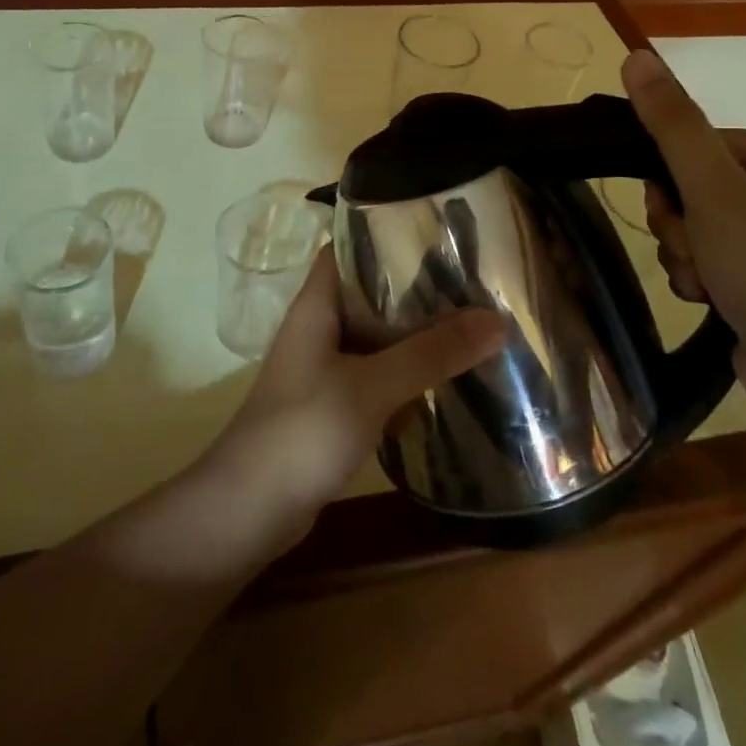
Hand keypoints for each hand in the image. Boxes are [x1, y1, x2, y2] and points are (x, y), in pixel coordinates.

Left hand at [200, 250, 508, 555]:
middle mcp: (318, 329)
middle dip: (414, 291)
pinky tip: (443, 383)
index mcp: (316, 306)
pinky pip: (374, 378)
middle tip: (470, 283)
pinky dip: (404, 377)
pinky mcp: (332, 407)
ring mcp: (323, 370)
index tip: (437, 234)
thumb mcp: (372, 386)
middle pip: (368, 295)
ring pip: (375, 340)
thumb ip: (432, 354)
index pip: (348, 249)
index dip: (385, 235)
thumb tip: (497, 320)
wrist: (248, 512)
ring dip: (413, 337)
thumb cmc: (303, 430)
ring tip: (469, 326)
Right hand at [621, 49, 745, 439]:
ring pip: (698, 230)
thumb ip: (673, 125)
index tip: (670, 207)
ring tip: (706, 285)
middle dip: (681, 224)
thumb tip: (636, 53)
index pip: (704, 144)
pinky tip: (713, 305)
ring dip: (686, 255)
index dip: (673, 176)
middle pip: (697, 189)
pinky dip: (703, 281)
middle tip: (694, 250)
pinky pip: (714, 265)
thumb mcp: (718, 192)